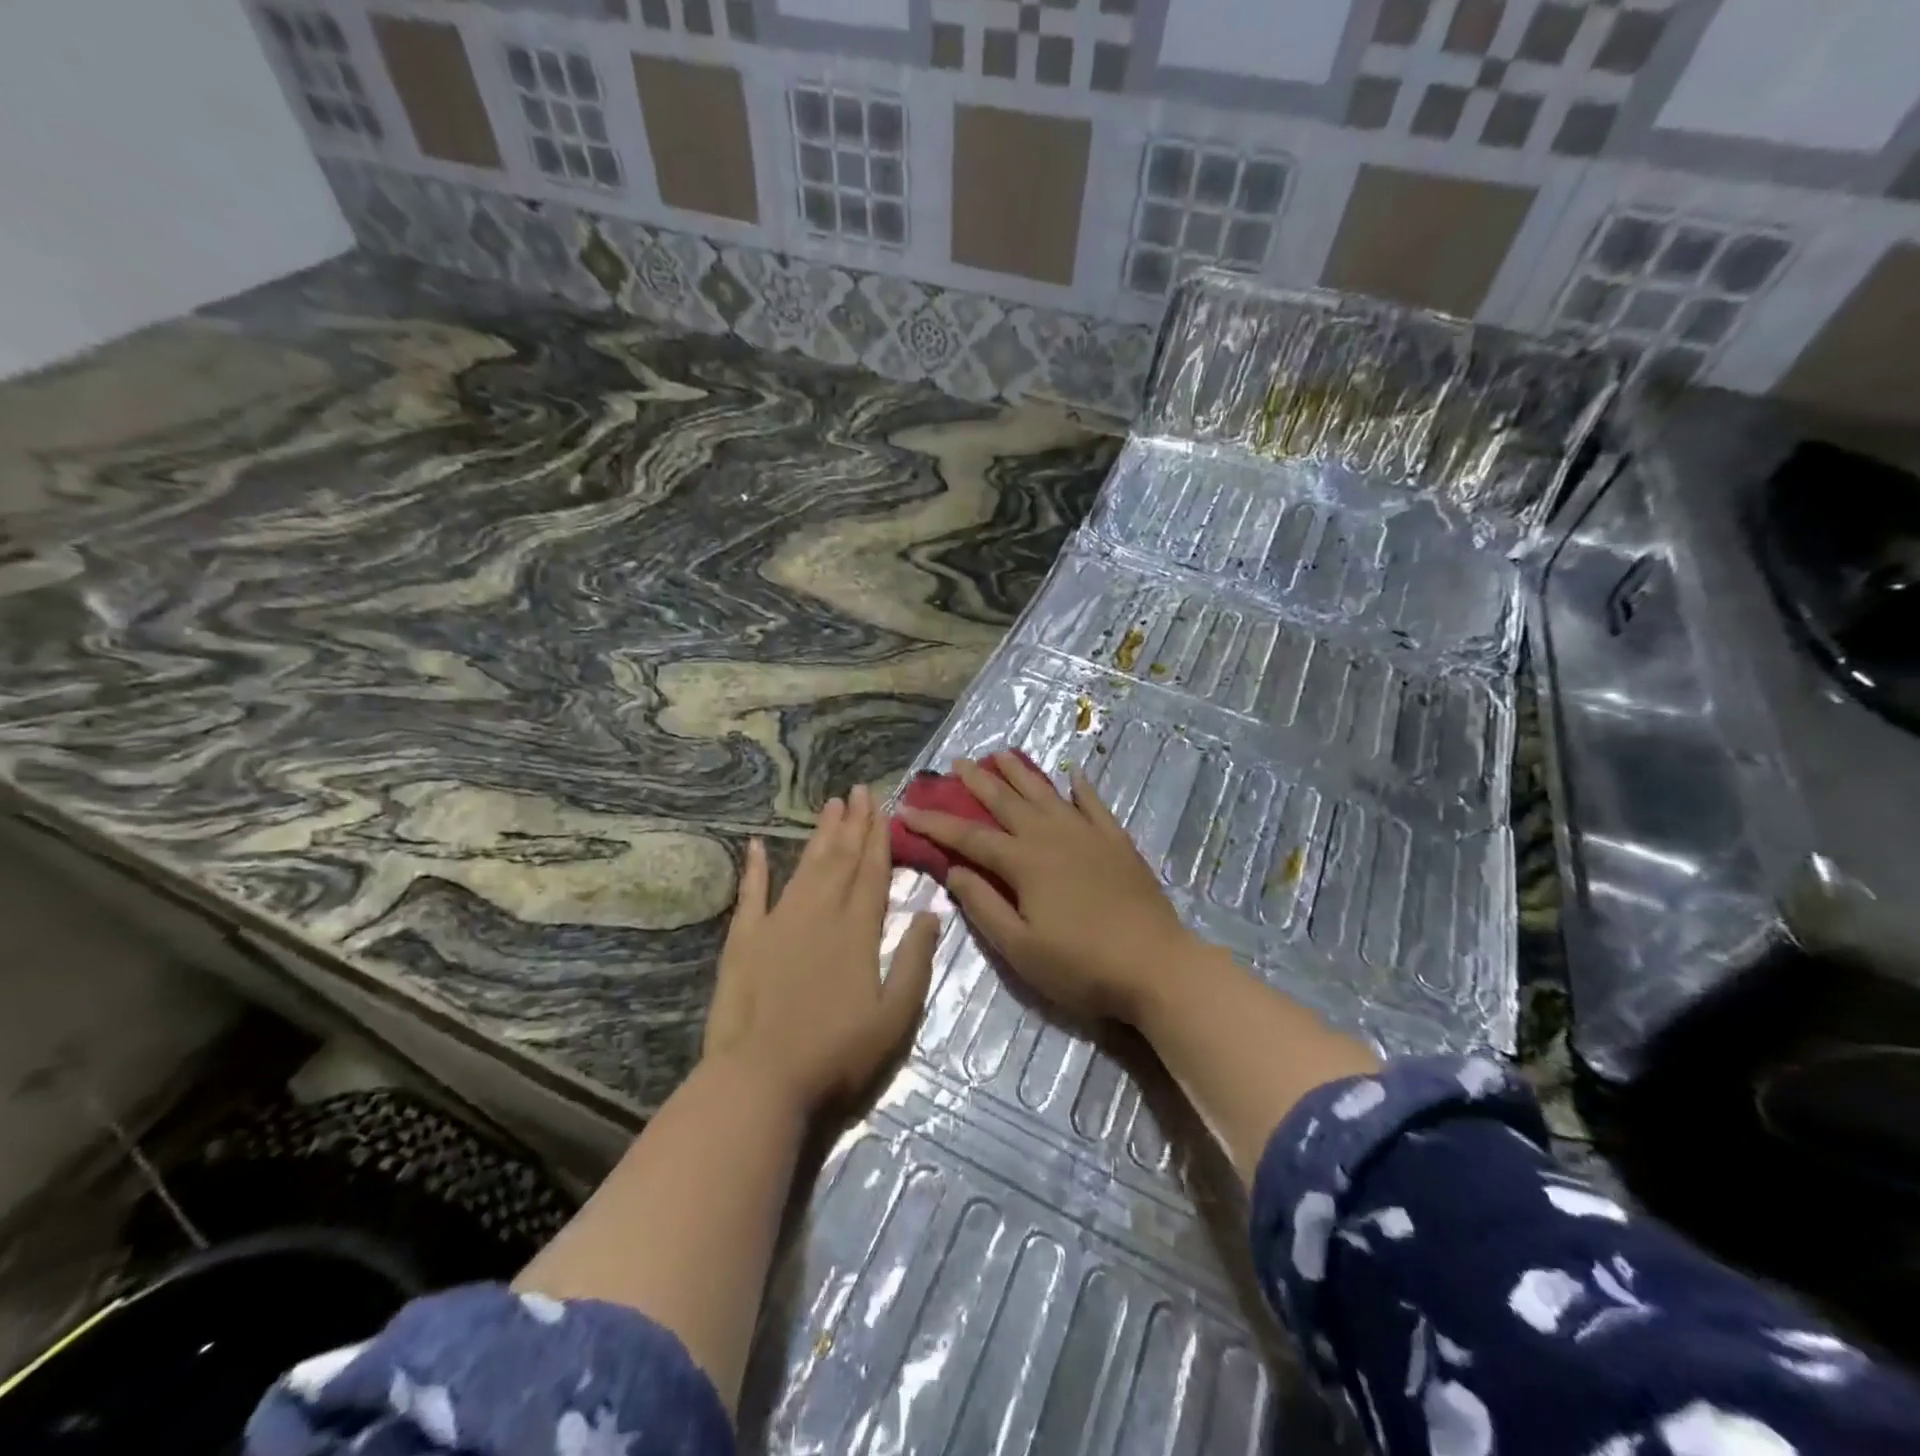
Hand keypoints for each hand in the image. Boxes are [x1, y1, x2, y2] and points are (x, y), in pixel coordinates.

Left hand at [704, 786, 937, 1113]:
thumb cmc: (836, 1054)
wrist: (760, 1079)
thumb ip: (915, 961)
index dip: (880, 837)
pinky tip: (755, 845)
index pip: (874, 872)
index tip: (883, 806)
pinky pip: (751, 894)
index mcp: (858, 930)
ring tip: (830, 805)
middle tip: (858, 790)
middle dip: (854, 823)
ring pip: (806, 867)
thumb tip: (931, 913)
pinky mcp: (744, 940)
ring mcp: (778, 923)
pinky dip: (754, 869)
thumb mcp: (894, 1017)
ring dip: (820, 835)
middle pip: (841, 859)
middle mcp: (820, 914)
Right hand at [896, 753, 1197, 1023]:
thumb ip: (984, 906)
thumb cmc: (1081, 965)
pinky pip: (1093, 804)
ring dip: (1020, 772)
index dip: (935, 824)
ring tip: (1001, 753)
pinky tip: (1072, 773)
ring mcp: (1087, 834)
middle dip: (977, 781)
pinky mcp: (1116, 841)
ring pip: (1046, 793)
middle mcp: (1051, 836)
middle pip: (1006, 801)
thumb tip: (953, 870)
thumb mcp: (1020, 948)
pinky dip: (1080, 787)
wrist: (1155, 964)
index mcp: (1023, 862)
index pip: (968, 837)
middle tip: (956, 762)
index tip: (906, 810)